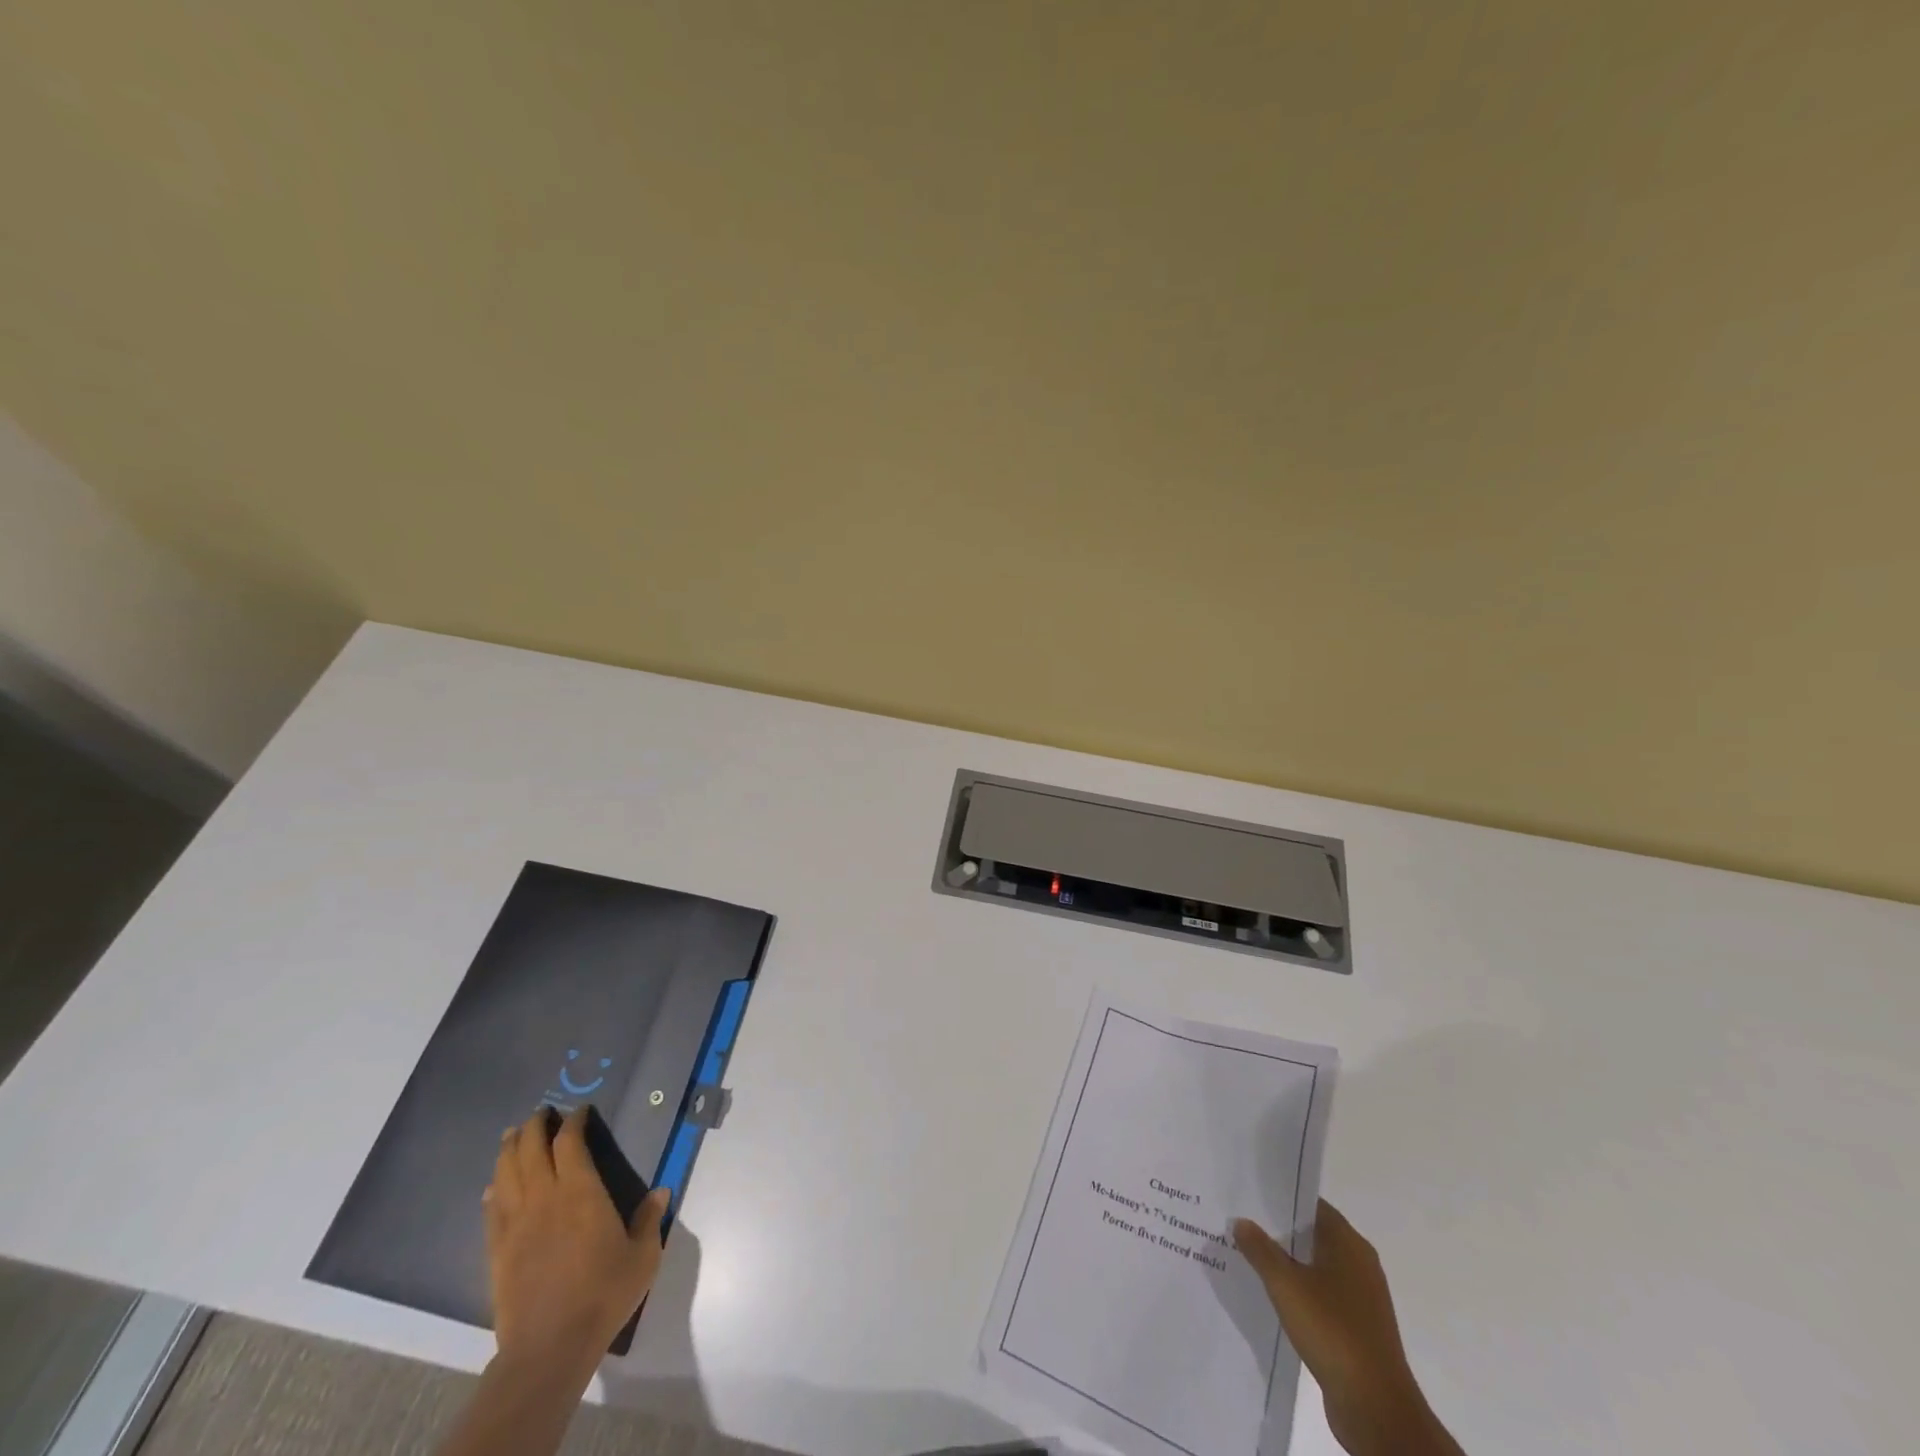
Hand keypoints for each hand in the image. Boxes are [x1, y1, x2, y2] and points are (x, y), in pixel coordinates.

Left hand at [484, 1107, 671, 1382]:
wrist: (549, 1348)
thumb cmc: (603, 1294)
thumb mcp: (643, 1255)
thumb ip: (649, 1219)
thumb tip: (660, 1191)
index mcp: (581, 1192)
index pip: (570, 1142)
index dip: (573, 1121)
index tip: (579, 1111)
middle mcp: (544, 1199)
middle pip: (530, 1150)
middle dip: (535, 1126)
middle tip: (541, 1112)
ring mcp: (516, 1225)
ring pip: (505, 1174)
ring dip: (509, 1150)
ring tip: (512, 1135)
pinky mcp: (497, 1251)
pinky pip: (491, 1211)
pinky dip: (494, 1190)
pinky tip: (494, 1186)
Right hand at [1233, 1202, 1460, 1455]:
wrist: (1376, 1408)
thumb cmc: (1332, 1331)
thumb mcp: (1285, 1284)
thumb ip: (1260, 1249)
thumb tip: (1242, 1221)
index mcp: (1349, 1244)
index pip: (1311, 1205)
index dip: (1281, 1198)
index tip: (1249, 1196)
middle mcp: (1360, 1264)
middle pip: (1313, 1235)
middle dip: (1279, 1231)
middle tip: (1241, 1223)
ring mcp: (1362, 1298)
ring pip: (1316, 1267)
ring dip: (1288, 1264)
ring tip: (1249, 1258)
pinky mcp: (1358, 1328)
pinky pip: (1323, 1296)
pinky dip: (1300, 1292)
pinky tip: (1273, 1297)